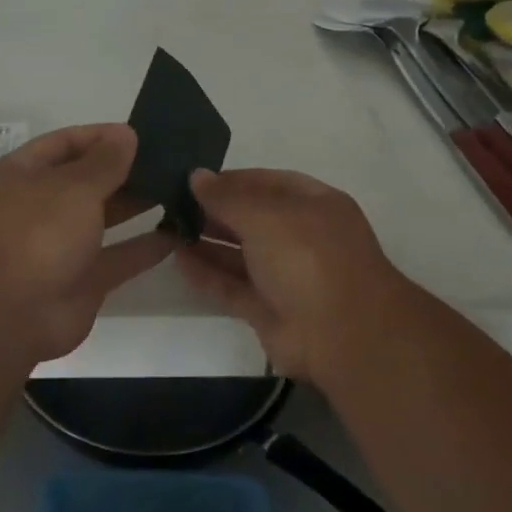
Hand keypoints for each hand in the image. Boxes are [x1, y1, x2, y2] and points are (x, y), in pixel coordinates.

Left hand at [0, 124, 170, 365]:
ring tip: (179, 189)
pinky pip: (119, 256)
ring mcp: (60, 245)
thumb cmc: (35, 233)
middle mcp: (40, 206)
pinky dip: (146, 246)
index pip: (66, 143)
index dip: (101, 136)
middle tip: (170, 161)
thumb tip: (126, 134)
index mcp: (24, 174)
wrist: (7, 316)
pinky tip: (180, 232)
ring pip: (105, 217)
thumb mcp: (74, 186)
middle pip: (87, 180)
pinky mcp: (82, 279)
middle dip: (125, 170)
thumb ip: (105, 161)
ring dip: (138, 204)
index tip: (142, 134)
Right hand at [175, 167, 405, 380]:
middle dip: (215, 211)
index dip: (232, 180)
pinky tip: (178, 260)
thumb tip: (196, 176)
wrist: (344, 336)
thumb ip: (227, 198)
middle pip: (252, 218)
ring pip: (240, 253)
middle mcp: (301, 237)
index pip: (268, 183)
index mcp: (313, 204)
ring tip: (167, 230)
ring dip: (207, 242)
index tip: (193, 180)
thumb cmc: (308, 257)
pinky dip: (208, 275)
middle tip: (172, 205)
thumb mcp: (266, 216)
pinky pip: (233, 286)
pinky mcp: (269, 310)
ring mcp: (286, 275)